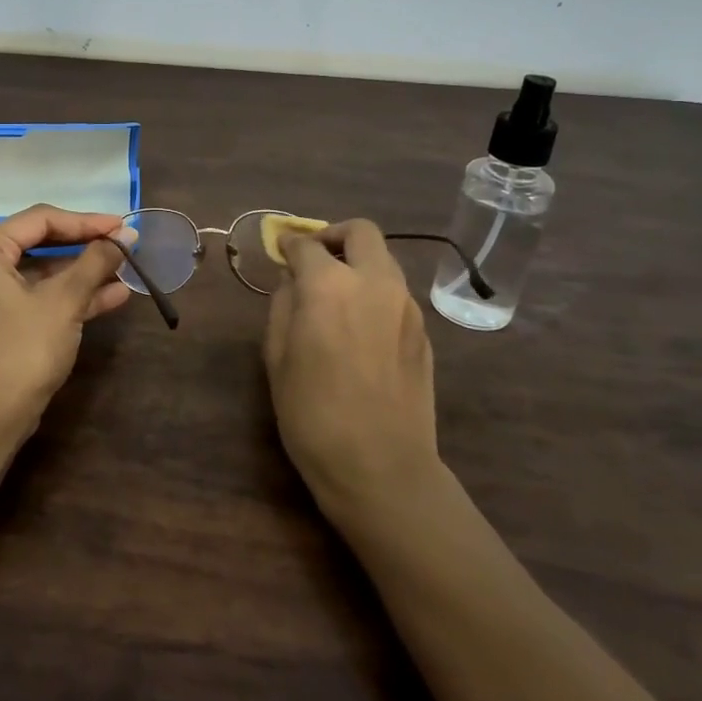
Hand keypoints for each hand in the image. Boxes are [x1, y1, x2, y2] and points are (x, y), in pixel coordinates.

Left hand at [0, 205, 132, 422]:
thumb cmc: (24, 348)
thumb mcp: (65, 301)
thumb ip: (95, 262)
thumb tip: (126, 236)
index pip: (40, 220)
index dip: (85, 222)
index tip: (122, 227)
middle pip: (39, 243)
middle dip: (85, 247)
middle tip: (123, 244)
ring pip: (40, 273)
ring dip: (82, 273)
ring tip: (125, 269)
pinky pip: (35, 296)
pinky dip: (68, 296)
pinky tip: (112, 296)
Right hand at [263, 219, 440, 520]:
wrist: (381, 467)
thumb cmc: (312, 413)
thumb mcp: (277, 356)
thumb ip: (283, 305)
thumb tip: (293, 281)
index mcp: (330, 286)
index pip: (307, 245)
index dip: (289, 244)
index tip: (281, 251)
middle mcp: (375, 283)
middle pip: (361, 232)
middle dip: (334, 236)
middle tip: (315, 260)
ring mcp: (407, 306)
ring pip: (384, 261)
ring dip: (358, 264)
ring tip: (336, 296)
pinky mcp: (424, 332)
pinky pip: (396, 294)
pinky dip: (375, 293)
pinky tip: (359, 329)